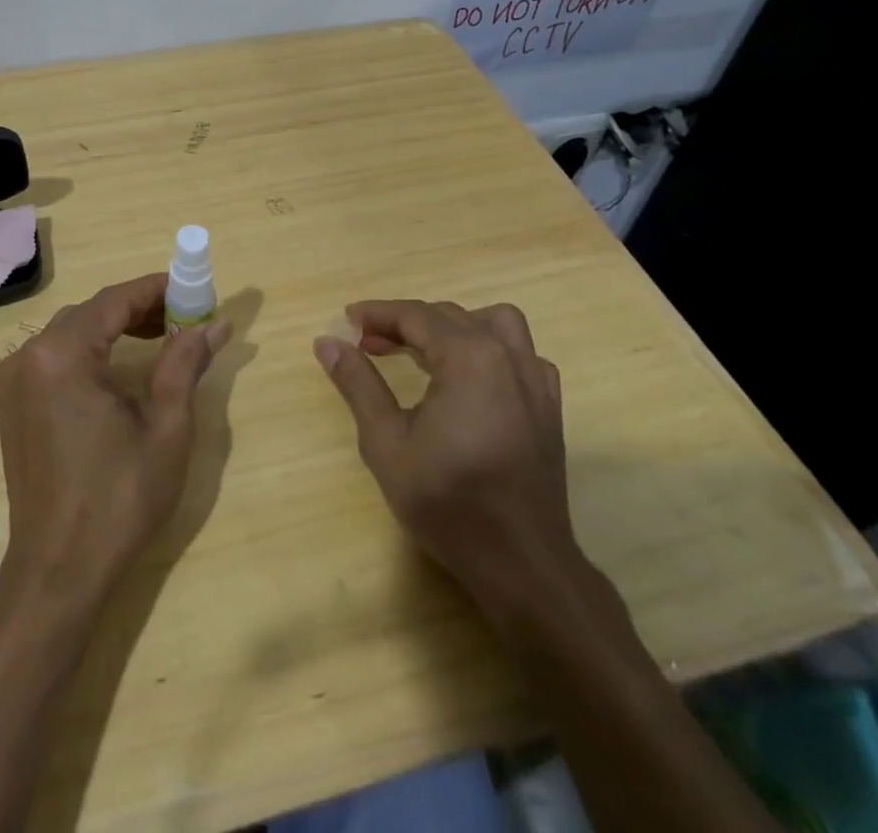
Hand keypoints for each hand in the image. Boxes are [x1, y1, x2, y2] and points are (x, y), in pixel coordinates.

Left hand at [0, 274, 231, 604]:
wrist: (58, 569)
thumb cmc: (119, 498)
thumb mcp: (166, 427)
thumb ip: (185, 363)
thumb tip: (216, 323)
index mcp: (62, 354)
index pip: (115, 299)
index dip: (157, 288)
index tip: (194, 288)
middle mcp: (29, 354)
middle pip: (92, 311)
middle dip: (139, 308)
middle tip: (184, 317)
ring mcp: (14, 379)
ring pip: (73, 331)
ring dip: (116, 327)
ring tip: (162, 337)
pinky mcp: (13, 401)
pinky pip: (56, 356)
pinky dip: (91, 350)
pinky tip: (121, 366)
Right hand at [314, 299, 584, 610]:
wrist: (521, 563)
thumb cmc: (448, 502)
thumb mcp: (386, 443)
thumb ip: (358, 384)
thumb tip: (327, 342)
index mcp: (469, 358)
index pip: (416, 315)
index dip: (377, 313)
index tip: (347, 321)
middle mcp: (507, 356)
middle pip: (450, 316)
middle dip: (406, 322)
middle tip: (369, 343)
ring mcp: (535, 380)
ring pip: (495, 323)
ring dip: (455, 326)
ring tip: (425, 350)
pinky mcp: (549, 405)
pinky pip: (521, 354)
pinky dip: (492, 349)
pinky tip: (471, 379)